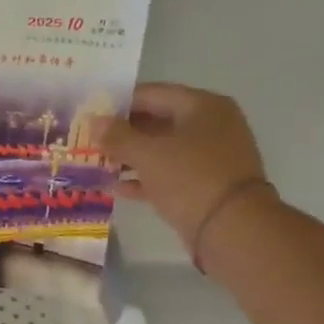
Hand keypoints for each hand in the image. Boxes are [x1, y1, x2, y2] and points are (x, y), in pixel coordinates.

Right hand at [95, 83, 269, 250]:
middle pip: (157, 121)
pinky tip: (116, 187)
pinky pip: (169, 174)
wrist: (233, 229)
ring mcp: (210, 156)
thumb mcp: (147, 154)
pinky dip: (145, 178)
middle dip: (122, 132)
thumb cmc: (190, 179)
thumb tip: (94, 121)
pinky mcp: (206, 184)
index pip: (152, 94)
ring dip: (130, 157)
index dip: (118, 103)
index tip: (91, 115)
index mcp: (202, 106)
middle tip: (90, 140)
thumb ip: (117, 136)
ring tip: (97, 164)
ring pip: (162, 149)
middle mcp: (210, 125)